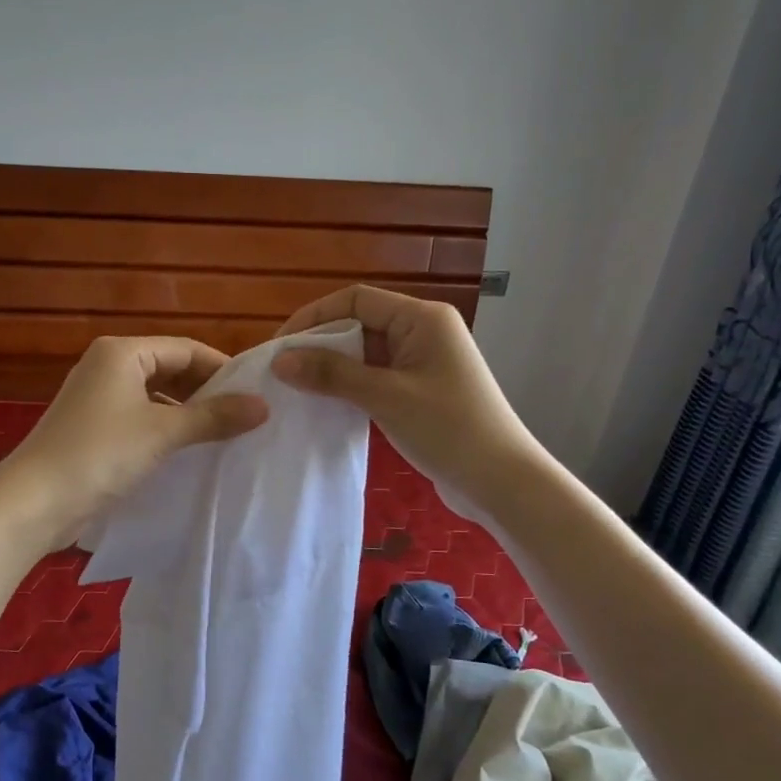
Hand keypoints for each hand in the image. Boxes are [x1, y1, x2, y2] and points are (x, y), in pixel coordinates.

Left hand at [1, 335, 268, 546]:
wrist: (34, 502)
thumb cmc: (100, 454)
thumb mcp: (163, 432)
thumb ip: (213, 417)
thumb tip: (263, 405)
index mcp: (122, 352)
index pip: (185, 348)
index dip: (222, 368)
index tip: (256, 393)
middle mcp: (108, 366)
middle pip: (170, 369)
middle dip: (206, 391)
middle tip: (245, 416)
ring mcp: (98, 399)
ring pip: (156, 396)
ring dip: (187, 413)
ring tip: (224, 434)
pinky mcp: (93, 428)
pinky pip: (140, 418)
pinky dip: (165, 429)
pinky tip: (188, 451)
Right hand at [270, 285, 537, 501]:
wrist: (501, 481)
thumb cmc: (449, 429)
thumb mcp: (386, 397)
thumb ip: (332, 374)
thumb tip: (281, 360)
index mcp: (422, 318)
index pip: (356, 299)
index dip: (314, 317)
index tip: (279, 346)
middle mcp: (424, 331)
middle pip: (360, 323)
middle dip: (320, 344)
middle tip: (282, 371)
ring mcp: (423, 362)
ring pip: (366, 353)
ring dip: (333, 368)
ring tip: (296, 389)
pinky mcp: (420, 390)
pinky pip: (376, 377)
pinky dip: (350, 386)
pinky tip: (326, 404)